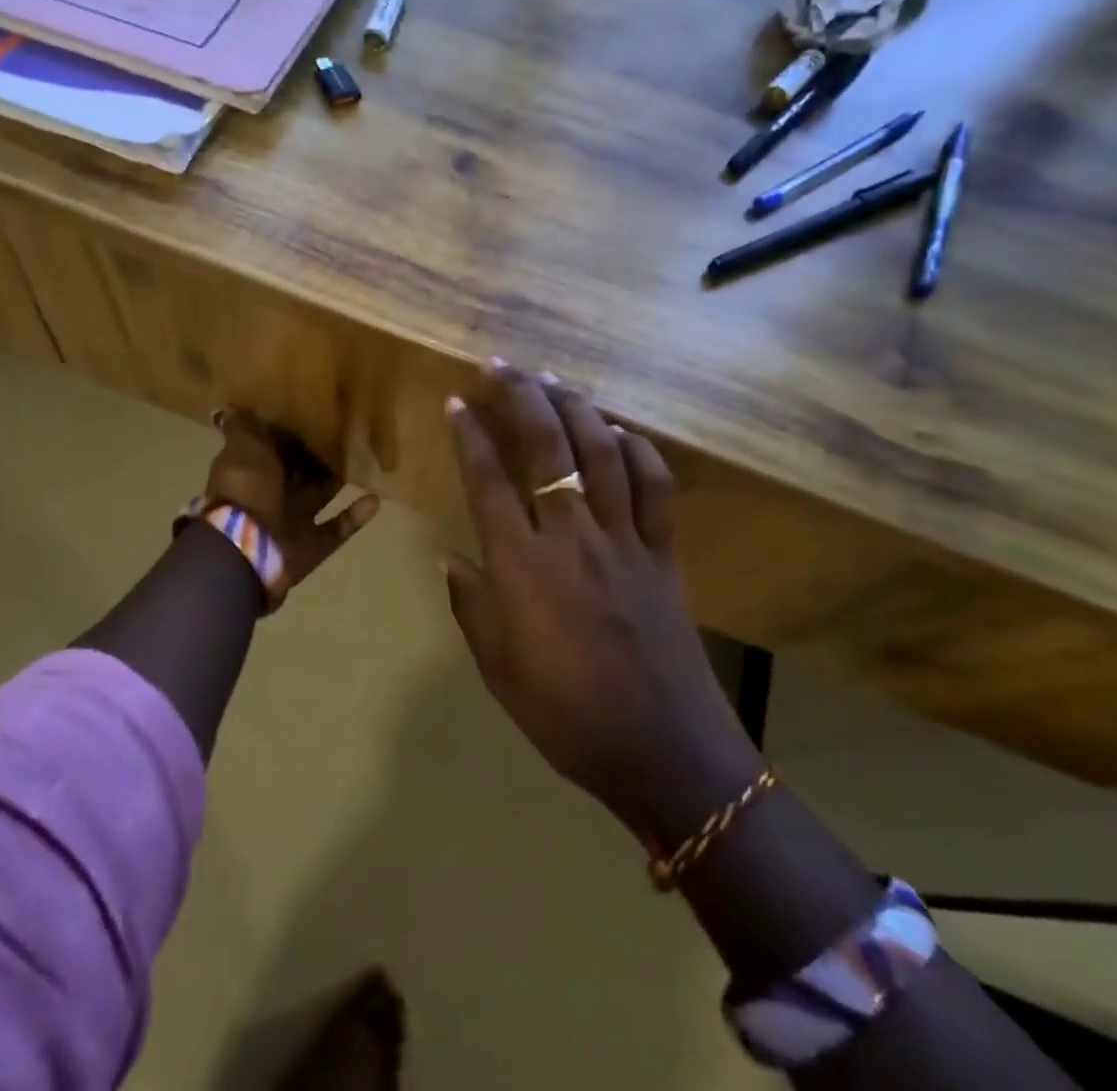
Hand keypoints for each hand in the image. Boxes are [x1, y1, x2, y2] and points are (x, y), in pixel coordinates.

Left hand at [203, 409, 379, 593]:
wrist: (245, 549)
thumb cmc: (246, 489)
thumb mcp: (242, 447)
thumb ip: (244, 427)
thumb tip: (234, 408)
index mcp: (253, 469)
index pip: (275, 446)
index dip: (292, 432)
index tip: (317, 412)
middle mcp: (272, 494)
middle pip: (301, 471)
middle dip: (319, 455)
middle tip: (349, 433)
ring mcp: (293, 521)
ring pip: (321, 495)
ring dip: (339, 480)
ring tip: (365, 460)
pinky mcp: (312, 545)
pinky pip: (338, 528)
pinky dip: (355, 516)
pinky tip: (374, 499)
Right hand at [442, 363, 760, 840]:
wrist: (663, 749)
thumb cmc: (567, 715)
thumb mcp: (498, 669)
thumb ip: (471, 607)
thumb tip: (453, 559)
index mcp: (522, 566)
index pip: (488, 481)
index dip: (469, 436)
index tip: (456, 402)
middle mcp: (571, 536)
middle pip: (546, 447)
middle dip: (521, 397)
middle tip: (501, 365)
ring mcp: (623, 539)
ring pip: (601, 452)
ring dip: (575, 407)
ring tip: (553, 379)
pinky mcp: (663, 552)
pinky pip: (655, 488)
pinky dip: (639, 451)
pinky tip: (622, 432)